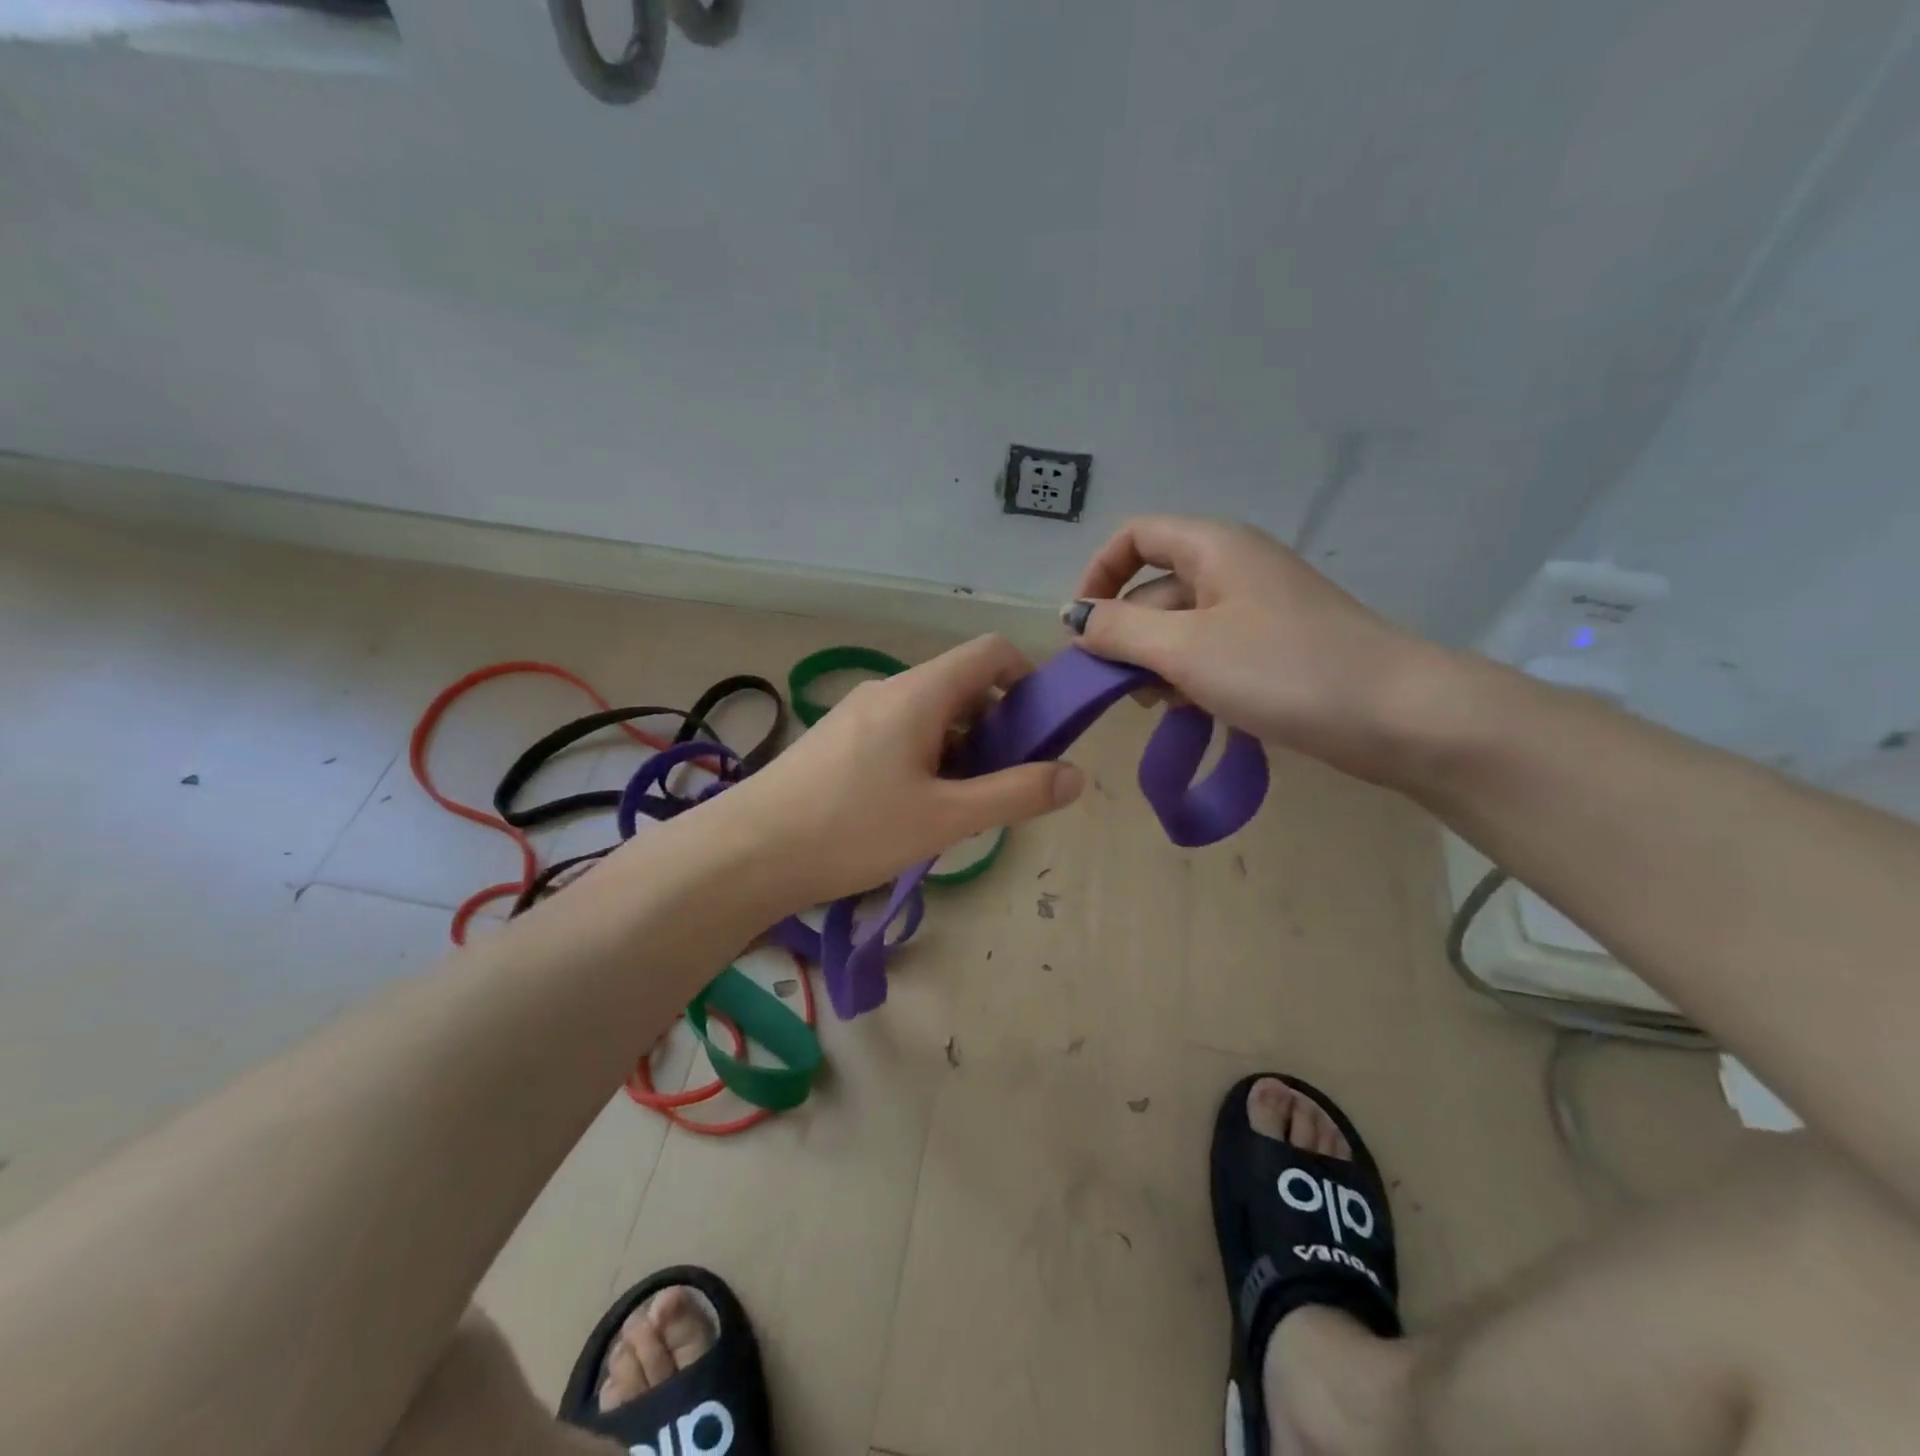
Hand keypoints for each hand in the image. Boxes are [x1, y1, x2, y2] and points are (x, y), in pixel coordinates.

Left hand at [711, 635, 1084, 910]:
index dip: (1028, 680)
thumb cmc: (852, 829)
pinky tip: (914, 810)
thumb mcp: (946, 818)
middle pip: (962, 686)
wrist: (746, 854)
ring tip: (959, 808)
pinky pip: (900, 733)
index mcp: (920, 691)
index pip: (991, 652)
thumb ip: (1016, 794)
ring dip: (961, 748)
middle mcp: (889, 688)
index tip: (1042, 731)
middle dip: (997, 727)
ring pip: (931, 714)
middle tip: (1003, 785)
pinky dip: (927, 758)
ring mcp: (858, 713)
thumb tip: (1076, 775)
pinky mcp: (838, 740)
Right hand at [1064, 515, 1447, 782]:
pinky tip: (1194, 713)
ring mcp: (1256, 611)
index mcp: (1213, 547)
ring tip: (1164, 706)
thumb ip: (1119, 631)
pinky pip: (1211, 654)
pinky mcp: (1273, 649)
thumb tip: (1078, 621)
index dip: (1098, 575)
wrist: (1397, 715)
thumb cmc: (1282, 669)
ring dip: (1157, 665)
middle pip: (1154, 589)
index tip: (1083, 628)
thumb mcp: (1185, 649)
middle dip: (1127, 636)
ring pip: (1180, 628)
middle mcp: (1233, 568)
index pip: (1135, 537)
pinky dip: (1191, 679)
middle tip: (1123, 689)